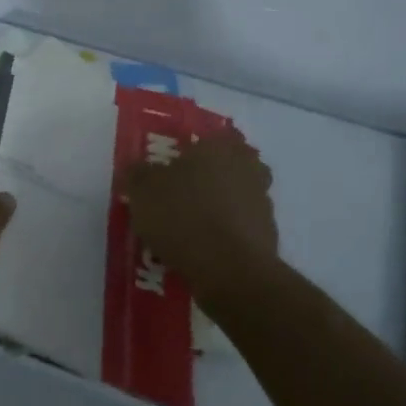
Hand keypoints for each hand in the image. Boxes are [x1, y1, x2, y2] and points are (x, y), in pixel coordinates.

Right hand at [124, 127, 278, 305]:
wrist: (230, 271)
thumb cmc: (185, 215)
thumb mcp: (144, 190)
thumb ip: (138, 174)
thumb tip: (136, 168)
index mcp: (221, 148)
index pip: (223, 134)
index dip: (206, 144)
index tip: (185, 157)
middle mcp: (248, 170)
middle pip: (239, 164)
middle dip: (219, 174)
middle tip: (190, 188)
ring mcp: (263, 205)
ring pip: (243, 197)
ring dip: (225, 206)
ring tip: (193, 225)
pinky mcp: (268, 240)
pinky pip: (244, 229)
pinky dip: (229, 235)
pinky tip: (206, 250)